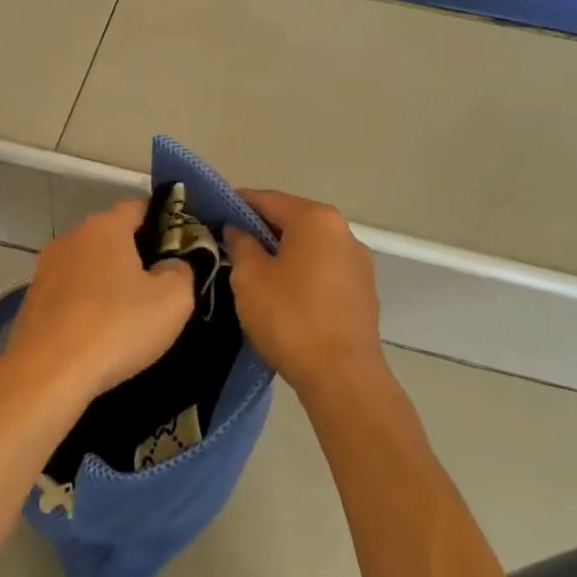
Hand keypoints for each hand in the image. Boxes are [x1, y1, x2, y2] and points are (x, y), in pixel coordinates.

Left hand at [2, 198, 193, 404]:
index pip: (139, 206)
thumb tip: (174, 264)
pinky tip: (98, 332)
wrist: (46, 374)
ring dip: (109, 281)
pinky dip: (86, 303)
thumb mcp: (173, 300)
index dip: (164, 221)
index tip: (181, 248)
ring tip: (130, 314)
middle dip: (137, 254)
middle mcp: (71, 237)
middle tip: (161, 287)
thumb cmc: (116, 327)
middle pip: (112, 235)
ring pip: (89, 264)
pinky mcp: (32, 299)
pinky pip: (70, 292)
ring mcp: (46, 268)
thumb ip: (183, 271)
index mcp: (105, 226)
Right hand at [225, 190, 382, 392]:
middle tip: (228, 245)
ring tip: (253, 272)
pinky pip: (323, 270)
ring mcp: (358, 262)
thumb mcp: (250, 277)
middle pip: (292, 220)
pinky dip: (301, 272)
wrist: (342, 377)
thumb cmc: (290, 317)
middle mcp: (343, 232)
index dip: (236, 204)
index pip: (267, 199)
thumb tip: (238, 229)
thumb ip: (241, 243)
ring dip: (281, 253)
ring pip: (309, 246)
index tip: (213, 214)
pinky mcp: (363, 292)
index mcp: (316, 219)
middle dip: (260, 229)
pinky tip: (283, 295)